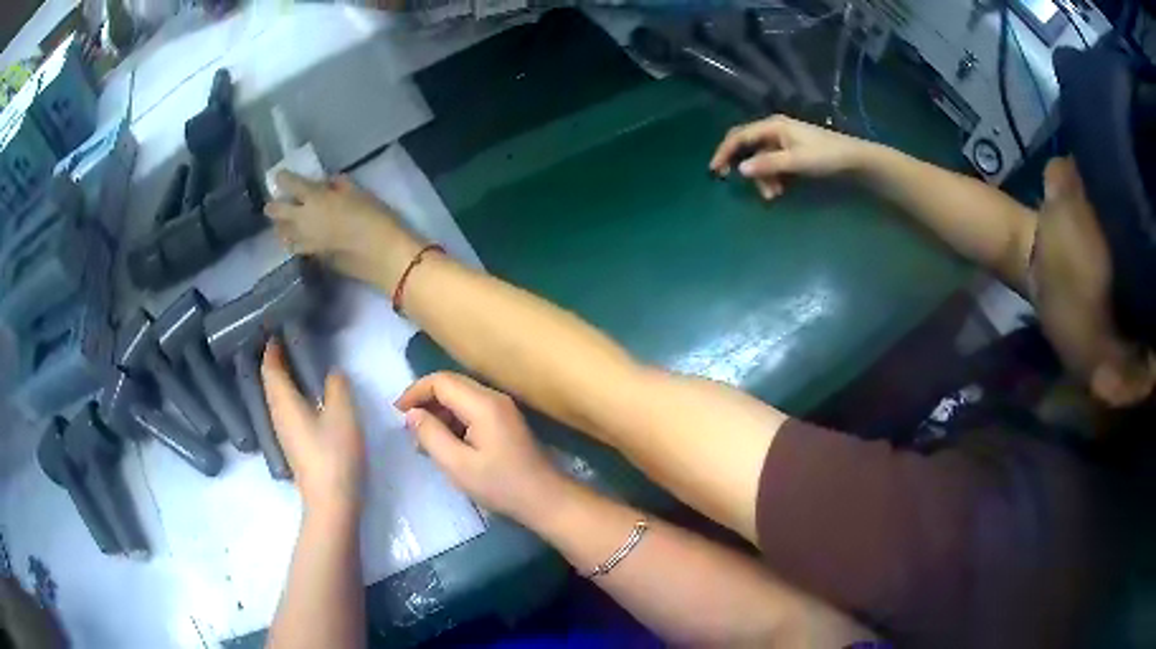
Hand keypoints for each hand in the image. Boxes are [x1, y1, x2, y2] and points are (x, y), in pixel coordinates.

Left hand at [262, 341, 365, 516]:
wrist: (331, 502)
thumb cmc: (334, 454)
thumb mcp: (343, 414)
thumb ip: (337, 386)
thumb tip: (331, 374)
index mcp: (284, 402)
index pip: (271, 367)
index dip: (272, 348)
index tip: (276, 329)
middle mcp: (277, 414)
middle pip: (269, 381)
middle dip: (274, 361)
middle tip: (287, 341)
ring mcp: (283, 433)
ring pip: (276, 397)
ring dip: (281, 378)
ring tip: (295, 364)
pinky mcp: (292, 446)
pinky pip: (284, 410)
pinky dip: (289, 394)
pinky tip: (304, 397)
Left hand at [265, 171, 423, 286]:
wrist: (381, 255)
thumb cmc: (374, 217)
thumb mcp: (359, 193)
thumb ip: (338, 186)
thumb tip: (327, 183)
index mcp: (315, 198)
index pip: (290, 184)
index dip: (282, 179)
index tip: (280, 176)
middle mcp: (303, 219)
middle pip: (277, 212)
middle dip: (273, 206)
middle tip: (275, 203)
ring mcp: (305, 241)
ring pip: (282, 233)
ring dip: (281, 226)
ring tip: (284, 224)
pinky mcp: (312, 257)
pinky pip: (295, 246)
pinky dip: (293, 241)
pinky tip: (298, 239)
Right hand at [394, 372, 564, 522]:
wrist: (545, 499)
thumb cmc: (500, 485)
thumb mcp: (457, 465)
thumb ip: (431, 435)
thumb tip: (412, 414)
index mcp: (483, 404)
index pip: (441, 381)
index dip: (415, 392)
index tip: (397, 413)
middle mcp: (493, 397)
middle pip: (451, 384)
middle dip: (425, 400)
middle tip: (407, 426)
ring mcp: (502, 408)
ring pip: (460, 396)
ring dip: (438, 412)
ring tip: (422, 440)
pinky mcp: (505, 420)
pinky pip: (471, 409)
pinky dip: (453, 420)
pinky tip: (444, 443)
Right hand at [709, 115, 874, 200]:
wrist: (854, 160)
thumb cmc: (825, 156)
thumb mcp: (796, 162)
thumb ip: (768, 165)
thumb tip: (740, 169)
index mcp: (773, 126)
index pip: (739, 136)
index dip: (724, 151)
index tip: (714, 170)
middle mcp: (774, 130)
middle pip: (748, 148)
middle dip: (745, 168)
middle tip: (739, 185)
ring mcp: (783, 142)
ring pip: (761, 160)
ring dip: (763, 178)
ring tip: (774, 196)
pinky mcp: (791, 153)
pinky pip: (773, 165)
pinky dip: (773, 178)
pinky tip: (781, 190)